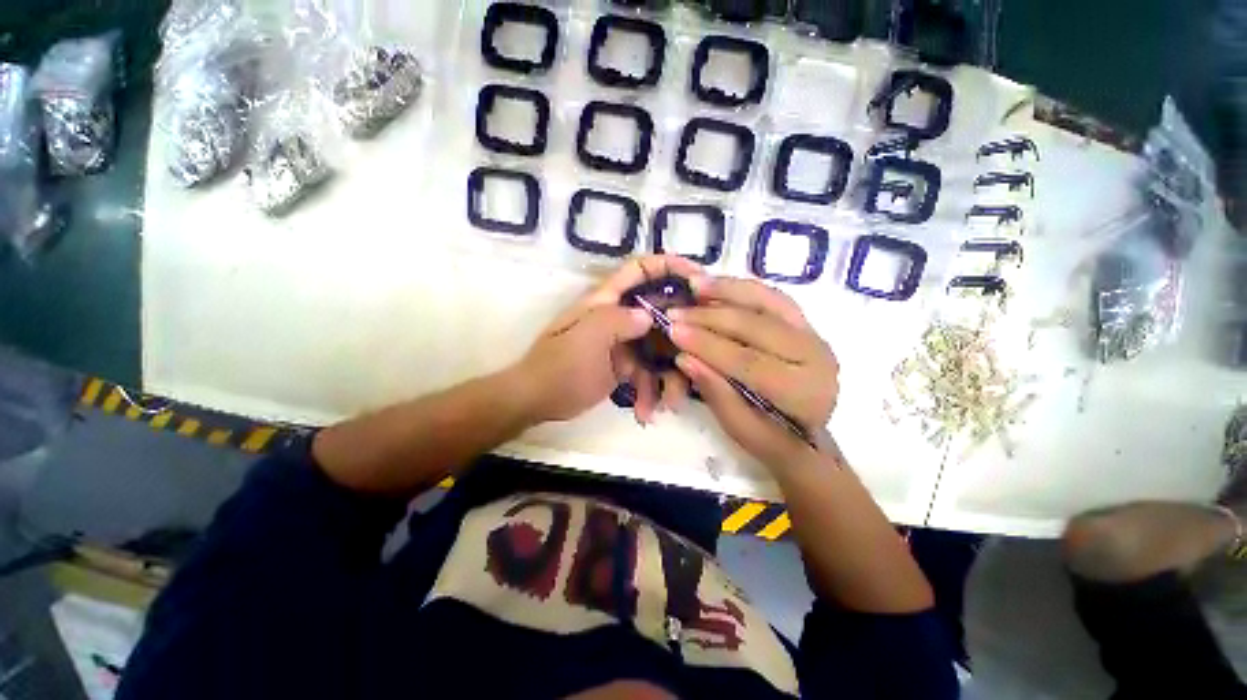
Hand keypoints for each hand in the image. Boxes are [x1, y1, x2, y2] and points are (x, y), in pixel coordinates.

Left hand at [513, 255, 705, 424]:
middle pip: (662, 313)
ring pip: (660, 349)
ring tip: (669, 404)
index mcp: (607, 301)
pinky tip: (645, 413)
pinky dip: (650, 393)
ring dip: (668, 377)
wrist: (536, 401)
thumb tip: (648, 316)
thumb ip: (616, 321)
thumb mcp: (585, 340)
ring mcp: (624, 343)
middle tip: (700, 355)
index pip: (640, 270)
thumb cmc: (558, 367)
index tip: (699, 278)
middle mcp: (619, 317)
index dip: (669, 266)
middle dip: (683, 334)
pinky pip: (648, 374)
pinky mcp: (624, 366)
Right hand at [668, 278, 838, 467]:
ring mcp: (813, 334)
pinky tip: (717, 283)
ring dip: (728, 290)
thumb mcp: (739, 428)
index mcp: (804, 392)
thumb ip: (715, 392)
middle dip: (709, 317)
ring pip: (767, 302)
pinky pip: (772, 297)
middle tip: (674, 312)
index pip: (748, 361)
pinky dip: (743, 288)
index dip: (708, 344)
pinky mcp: (804, 323)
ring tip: (694, 285)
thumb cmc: (771, 439)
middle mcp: (817, 356)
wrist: (806, 436)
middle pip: (756, 327)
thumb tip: (683, 357)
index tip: (673, 331)